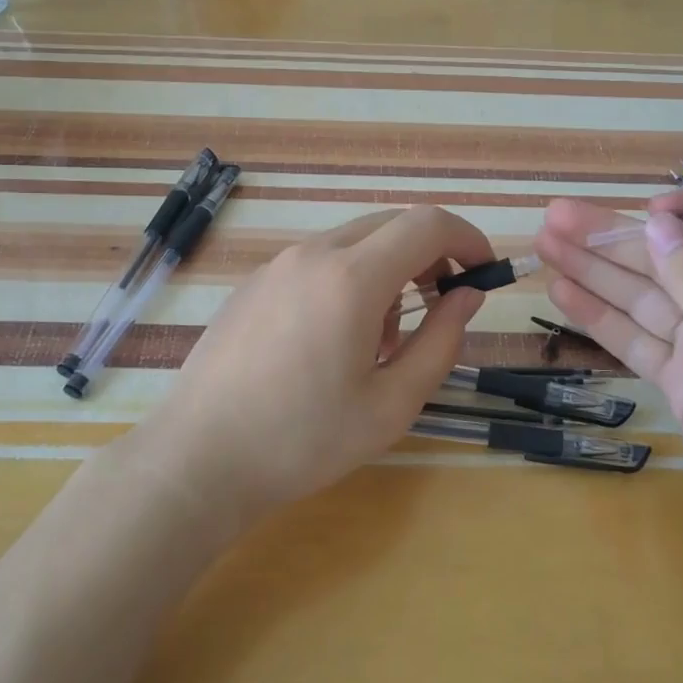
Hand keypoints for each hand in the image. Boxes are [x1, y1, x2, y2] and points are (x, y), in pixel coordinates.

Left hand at [144, 206, 493, 532]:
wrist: (199, 458)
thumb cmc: (304, 440)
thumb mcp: (392, 403)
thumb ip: (441, 341)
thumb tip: (467, 296)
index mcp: (351, 278)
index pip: (427, 224)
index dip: (466, 239)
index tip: (483, 273)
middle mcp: (312, 254)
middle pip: (390, 226)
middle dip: (429, 257)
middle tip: (439, 309)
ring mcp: (276, 265)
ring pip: (353, 244)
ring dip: (387, 274)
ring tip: (379, 343)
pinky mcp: (253, 284)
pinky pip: (316, 263)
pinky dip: (347, 282)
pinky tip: (332, 343)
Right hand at [533, 189, 682, 598]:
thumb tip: (657, 220)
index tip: (641, 210)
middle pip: (671, 260)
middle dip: (614, 239)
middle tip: (555, 218)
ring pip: (645, 298)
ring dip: (596, 272)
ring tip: (544, 245)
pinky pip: (637, 341)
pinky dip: (602, 318)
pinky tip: (563, 294)